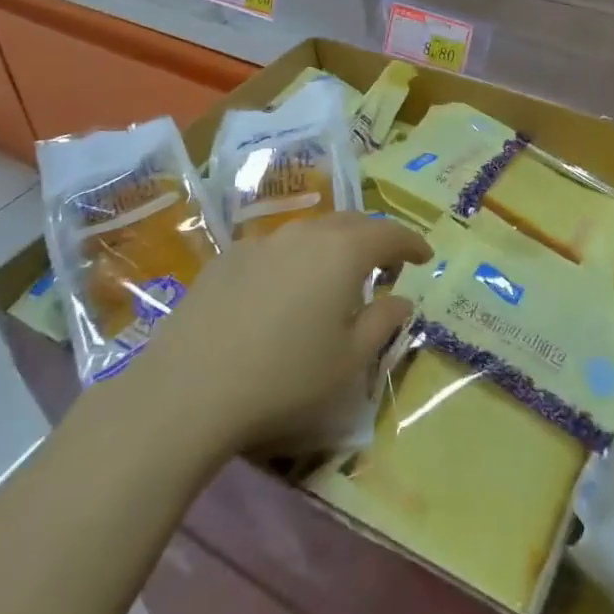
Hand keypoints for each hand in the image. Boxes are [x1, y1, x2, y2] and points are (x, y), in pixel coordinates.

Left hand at [135, 213, 430, 453]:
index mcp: (343, 252)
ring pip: (311, 232)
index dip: (412, 242)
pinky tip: (284, 292)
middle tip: (386, 264)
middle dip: (374, 238)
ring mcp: (262, 242)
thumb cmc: (284, 378)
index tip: (425, 256)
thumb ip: (382, 322)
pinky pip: (275, 248)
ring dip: (333, 246)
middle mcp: (305, 233)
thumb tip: (401, 299)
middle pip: (351, 223)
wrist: (188, 390)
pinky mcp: (227, 257)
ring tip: (336, 276)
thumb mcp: (348, 361)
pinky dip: (294, 259)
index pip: (390, 233)